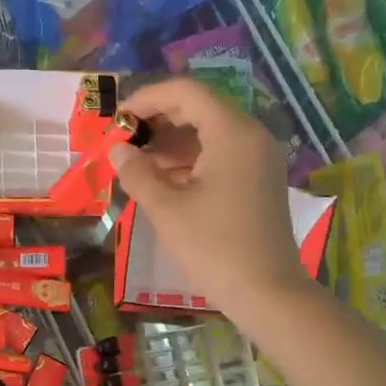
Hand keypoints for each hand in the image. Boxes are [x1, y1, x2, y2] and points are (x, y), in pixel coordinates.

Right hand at [112, 77, 319, 320]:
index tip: (118, 118)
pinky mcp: (260, 182)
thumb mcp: (166, 210)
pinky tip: (164, 183)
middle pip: (201, 110)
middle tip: (124, 141)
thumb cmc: (214, 247)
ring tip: (137, 165)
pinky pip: (222, 157)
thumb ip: (137, 174)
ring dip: (172, 144)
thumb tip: (117, 151)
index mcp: (232, 133)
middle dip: (159, 121)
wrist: (267, 293)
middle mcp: (252, 136)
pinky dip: (191, 162)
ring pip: (211, 135)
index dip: (147, 98)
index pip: (186, 93)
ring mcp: (260, 160)